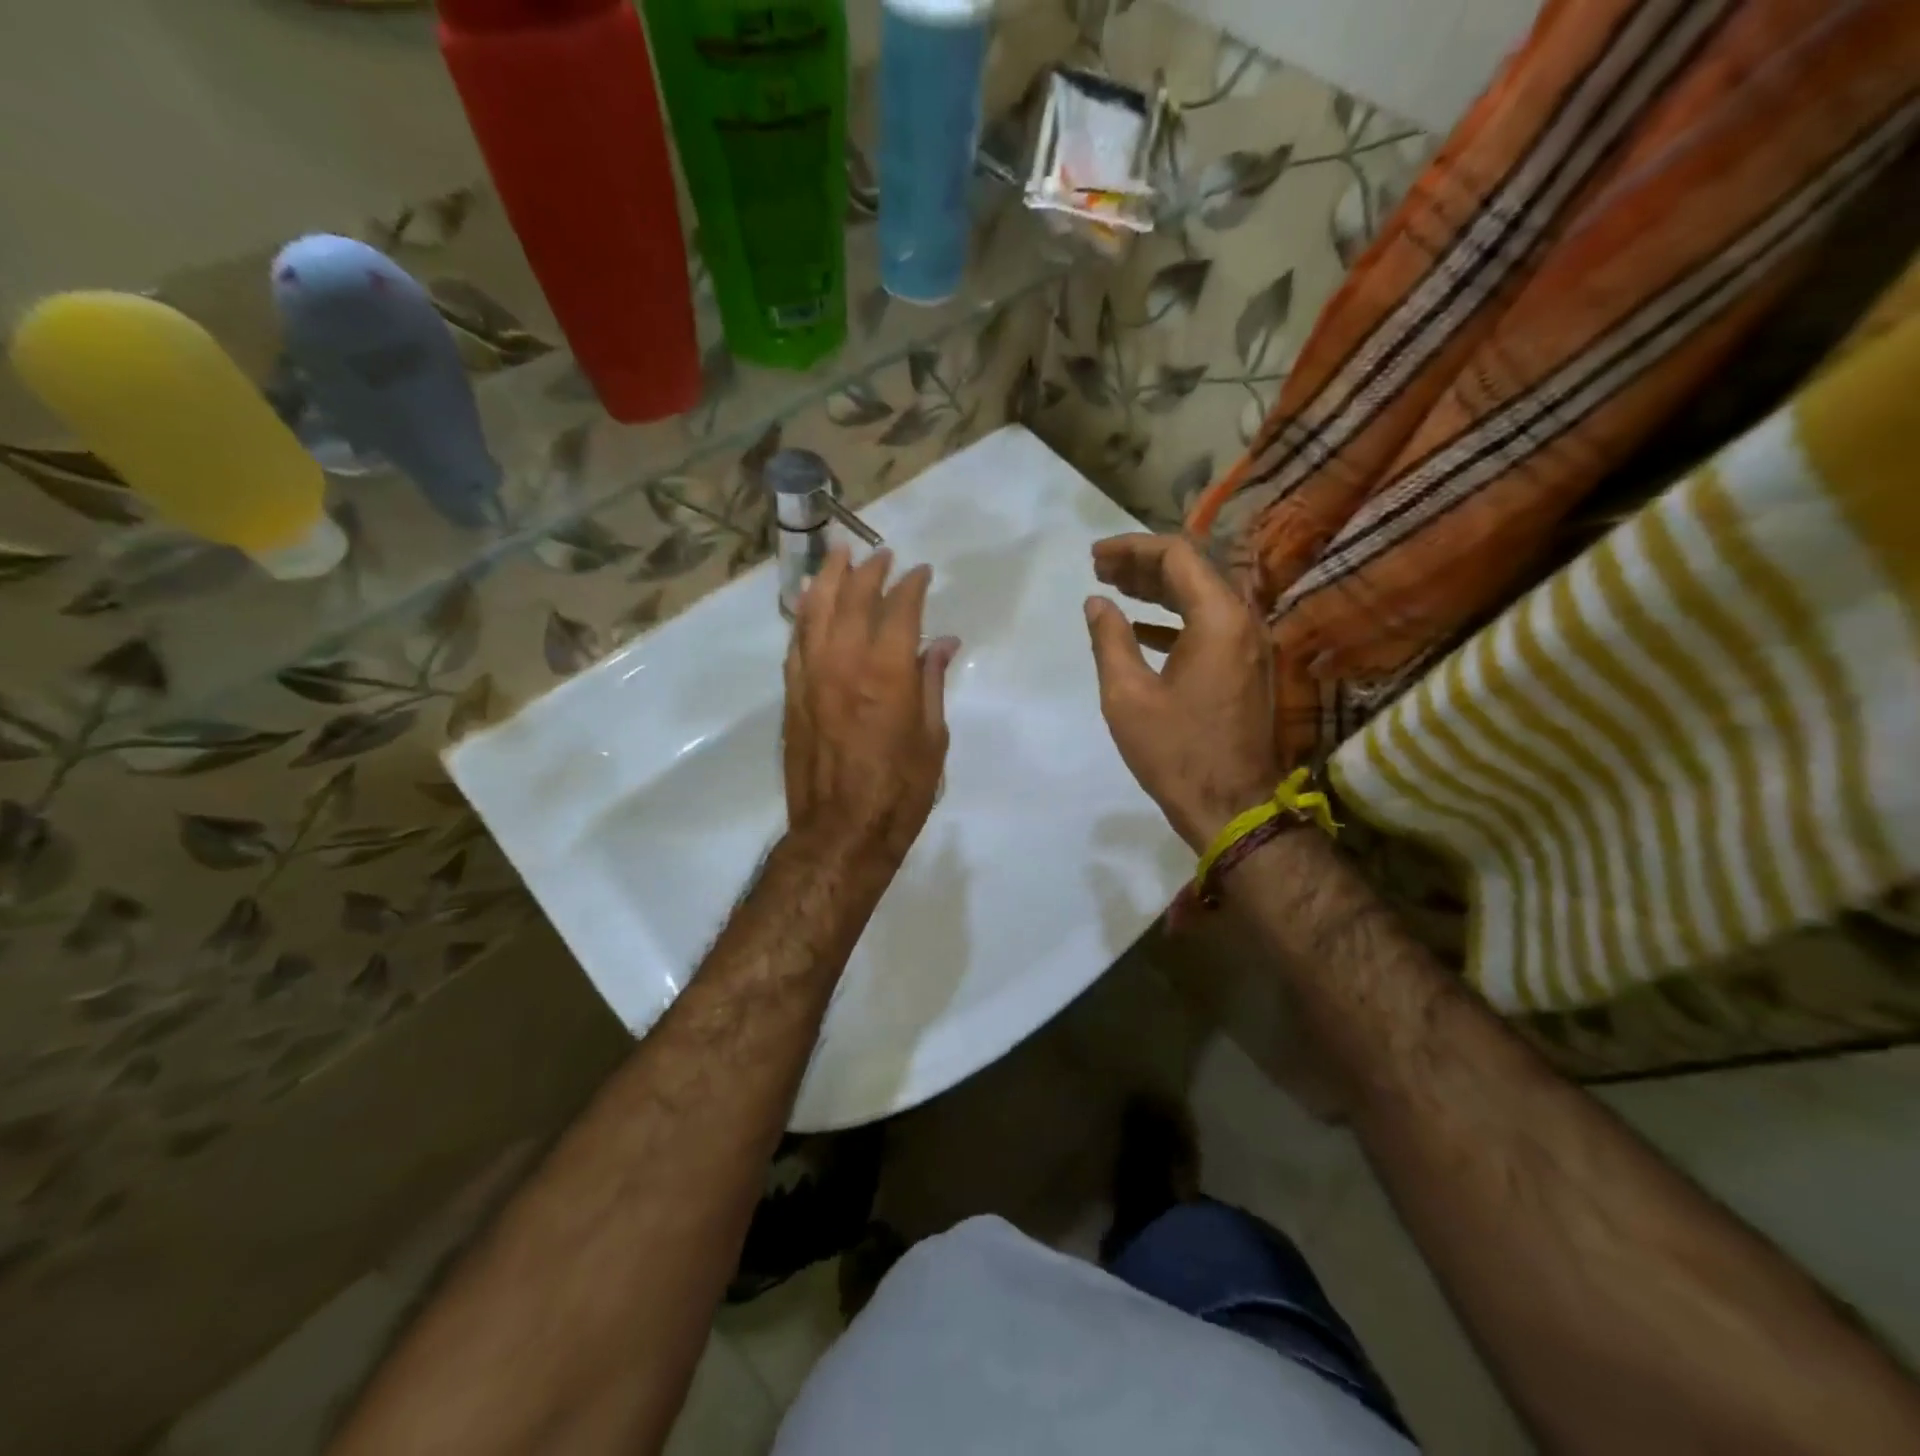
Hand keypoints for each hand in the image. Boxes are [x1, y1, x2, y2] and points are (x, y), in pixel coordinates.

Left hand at [784, 545, 959, 859]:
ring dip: (829, 578)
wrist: (841, 832)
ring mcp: (812, 676)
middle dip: (870, 572)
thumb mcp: (933, 738)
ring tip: (838, 555)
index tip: (922, 573)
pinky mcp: (793, 694)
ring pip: (815, 611)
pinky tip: (808, 600)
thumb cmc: (900, 791)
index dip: (913, 585)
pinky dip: (803, 613)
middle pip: (854, 599)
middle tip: (882, 556)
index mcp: (888, 673)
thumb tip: (943, 643)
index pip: (900, 610)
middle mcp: (845, 663)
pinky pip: (795, 641)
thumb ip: (933, 682)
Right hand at [1085, 534, 1280, 851]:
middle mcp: (1243, 621)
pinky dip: (1174, 618)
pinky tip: (1140, 628)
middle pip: (1193, 571)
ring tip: (1114, 590)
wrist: (1231, 806)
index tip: (1095, 556)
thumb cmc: (1175, 751)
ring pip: (1202, 597)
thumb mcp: (1127, 695)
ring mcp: (1249, 646)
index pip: (1177, 556)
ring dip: (1158, 590)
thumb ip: (1110, 640)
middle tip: (1099, 569)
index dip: (1132, 548)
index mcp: (1218, 619)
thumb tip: (1096, 603)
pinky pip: (1209, 625)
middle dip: (1143, 564)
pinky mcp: (1245, 668)